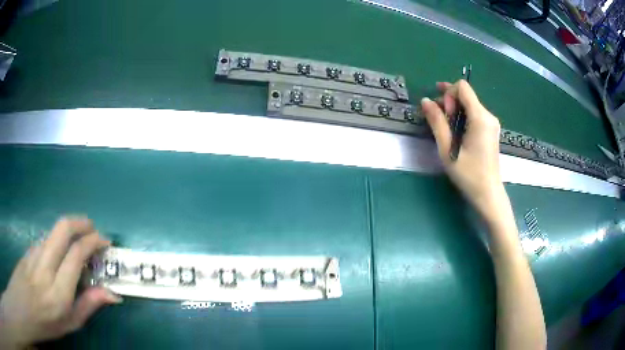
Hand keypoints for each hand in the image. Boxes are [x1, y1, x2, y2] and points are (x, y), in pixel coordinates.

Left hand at [0, 217, 120, 348]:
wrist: (25, 307)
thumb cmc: (48, 323)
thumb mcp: (71, 323)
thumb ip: (89, 305)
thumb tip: (113, 294)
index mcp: (59, 290)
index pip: (76, 254)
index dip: (92, 242)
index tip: (104, 241)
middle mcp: (45, 266)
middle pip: (62, 229)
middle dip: (81, 223)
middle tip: (92, 228)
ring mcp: (34, 254)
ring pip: (53, 231)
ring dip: (69, 229)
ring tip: (78, 240)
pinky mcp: (28, 250)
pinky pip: (45, 239)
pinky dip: (56, 239)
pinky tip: (59, 251)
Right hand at [421, 80, 504, 219]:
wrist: (488, 194)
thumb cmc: (468, 174)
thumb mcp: (448, 149)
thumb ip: (437, 122)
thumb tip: (425, 101)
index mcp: (480, 117)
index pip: (462, 87)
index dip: (448, 94)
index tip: (444, 114)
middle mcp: (488, 116)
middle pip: (466, 94)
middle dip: (449, 101)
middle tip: (439, 120)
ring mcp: (491, 123)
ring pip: (469, 104)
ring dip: (455, 110)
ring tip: (445, 128)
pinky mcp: (490, 130)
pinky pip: (474, 114)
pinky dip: (462, 117)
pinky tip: (456, 132)